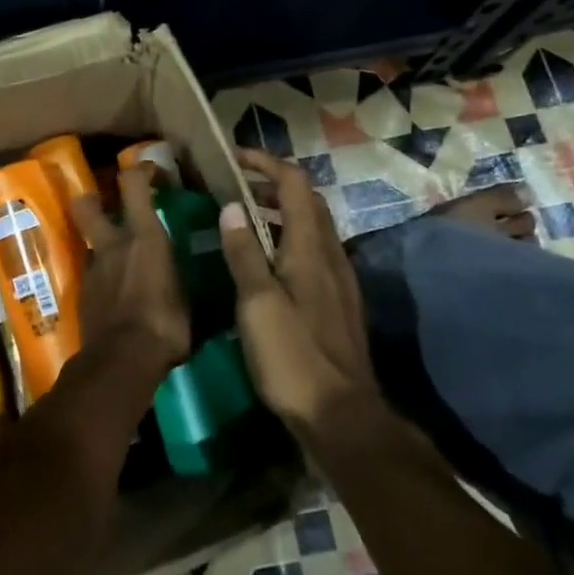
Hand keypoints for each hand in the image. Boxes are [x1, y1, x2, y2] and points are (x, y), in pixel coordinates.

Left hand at [70, 166, 192, 381]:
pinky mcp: (83, 293)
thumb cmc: (166, 325)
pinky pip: (92, 272)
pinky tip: (117, 292)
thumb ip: (184, 279)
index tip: (151, 170)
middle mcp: (113, 245)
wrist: (122, 361)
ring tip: (121, 258)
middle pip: (87, 205)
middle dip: (94, 198)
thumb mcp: (190, 299)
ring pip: (90, 241)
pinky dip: (103, 275)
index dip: (140, 170)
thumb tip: (197, 279)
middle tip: (109, 204)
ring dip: (102, 243)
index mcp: (144, 237)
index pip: (133, 185)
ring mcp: (93, 268)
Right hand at [218, 149, 377, 440]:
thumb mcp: (257, 304)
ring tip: (245, 220)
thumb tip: (231, 207)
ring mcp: (339, 280)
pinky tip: (267, 264)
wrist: (342, 416)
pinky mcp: (338, 303)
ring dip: (282, 213)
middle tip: (236, 187)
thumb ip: (244, 253)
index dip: (266, 163)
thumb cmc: (293, 356)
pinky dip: (289, 240)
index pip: (294, 184)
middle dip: (274, 185)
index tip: (234, 158)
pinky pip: (314, 253)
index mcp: (309, 248)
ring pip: (312, 228)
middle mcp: (330, 255)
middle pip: (308, 201)